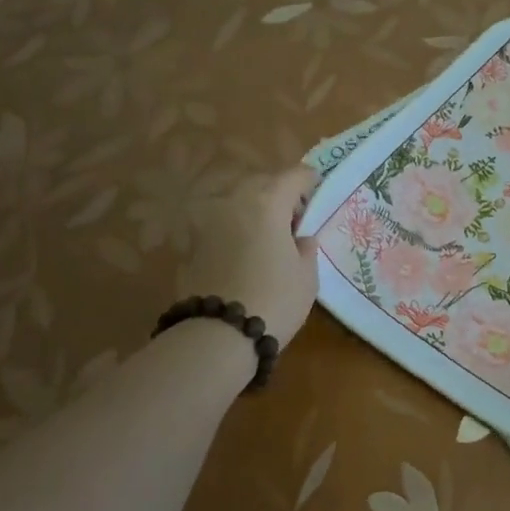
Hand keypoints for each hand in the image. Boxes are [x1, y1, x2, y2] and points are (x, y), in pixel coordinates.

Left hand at [174, 166, 321, 348]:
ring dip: (254, 212)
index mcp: (267, 202)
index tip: (318, 192)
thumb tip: (300, 239)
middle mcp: (234, 202)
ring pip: (237, 203)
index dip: (309, 181)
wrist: (218, 335)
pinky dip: (235, 232)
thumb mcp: (306, 276)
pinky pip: (221, 227)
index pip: (294, 175)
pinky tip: (245, 256)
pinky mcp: (191, 245)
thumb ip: (305, 248)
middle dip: (279, 194)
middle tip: (294, 218)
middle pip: (261, 184)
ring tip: (268, 238)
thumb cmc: (275, 300)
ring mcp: (207, 222)